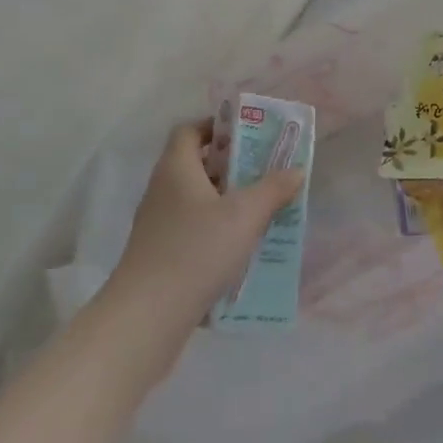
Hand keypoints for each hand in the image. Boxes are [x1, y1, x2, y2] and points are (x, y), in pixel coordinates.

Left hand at [105, 120, 303, 335]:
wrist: (147, 315)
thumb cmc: (197, 250)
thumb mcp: (245, 215)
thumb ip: (273, 189)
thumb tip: (296, 169)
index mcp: (176, 168)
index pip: (189, 130)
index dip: (215, 126)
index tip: (246, 135)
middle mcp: (161, 189)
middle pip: (195, 164)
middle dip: (230, 165)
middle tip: (263, 172)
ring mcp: (156, 224)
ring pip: (195, 199)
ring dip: (224, 200)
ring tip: (259, 210)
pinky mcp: (158, 254)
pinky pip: (190, 228)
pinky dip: (214, 229)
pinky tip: (239, 247)